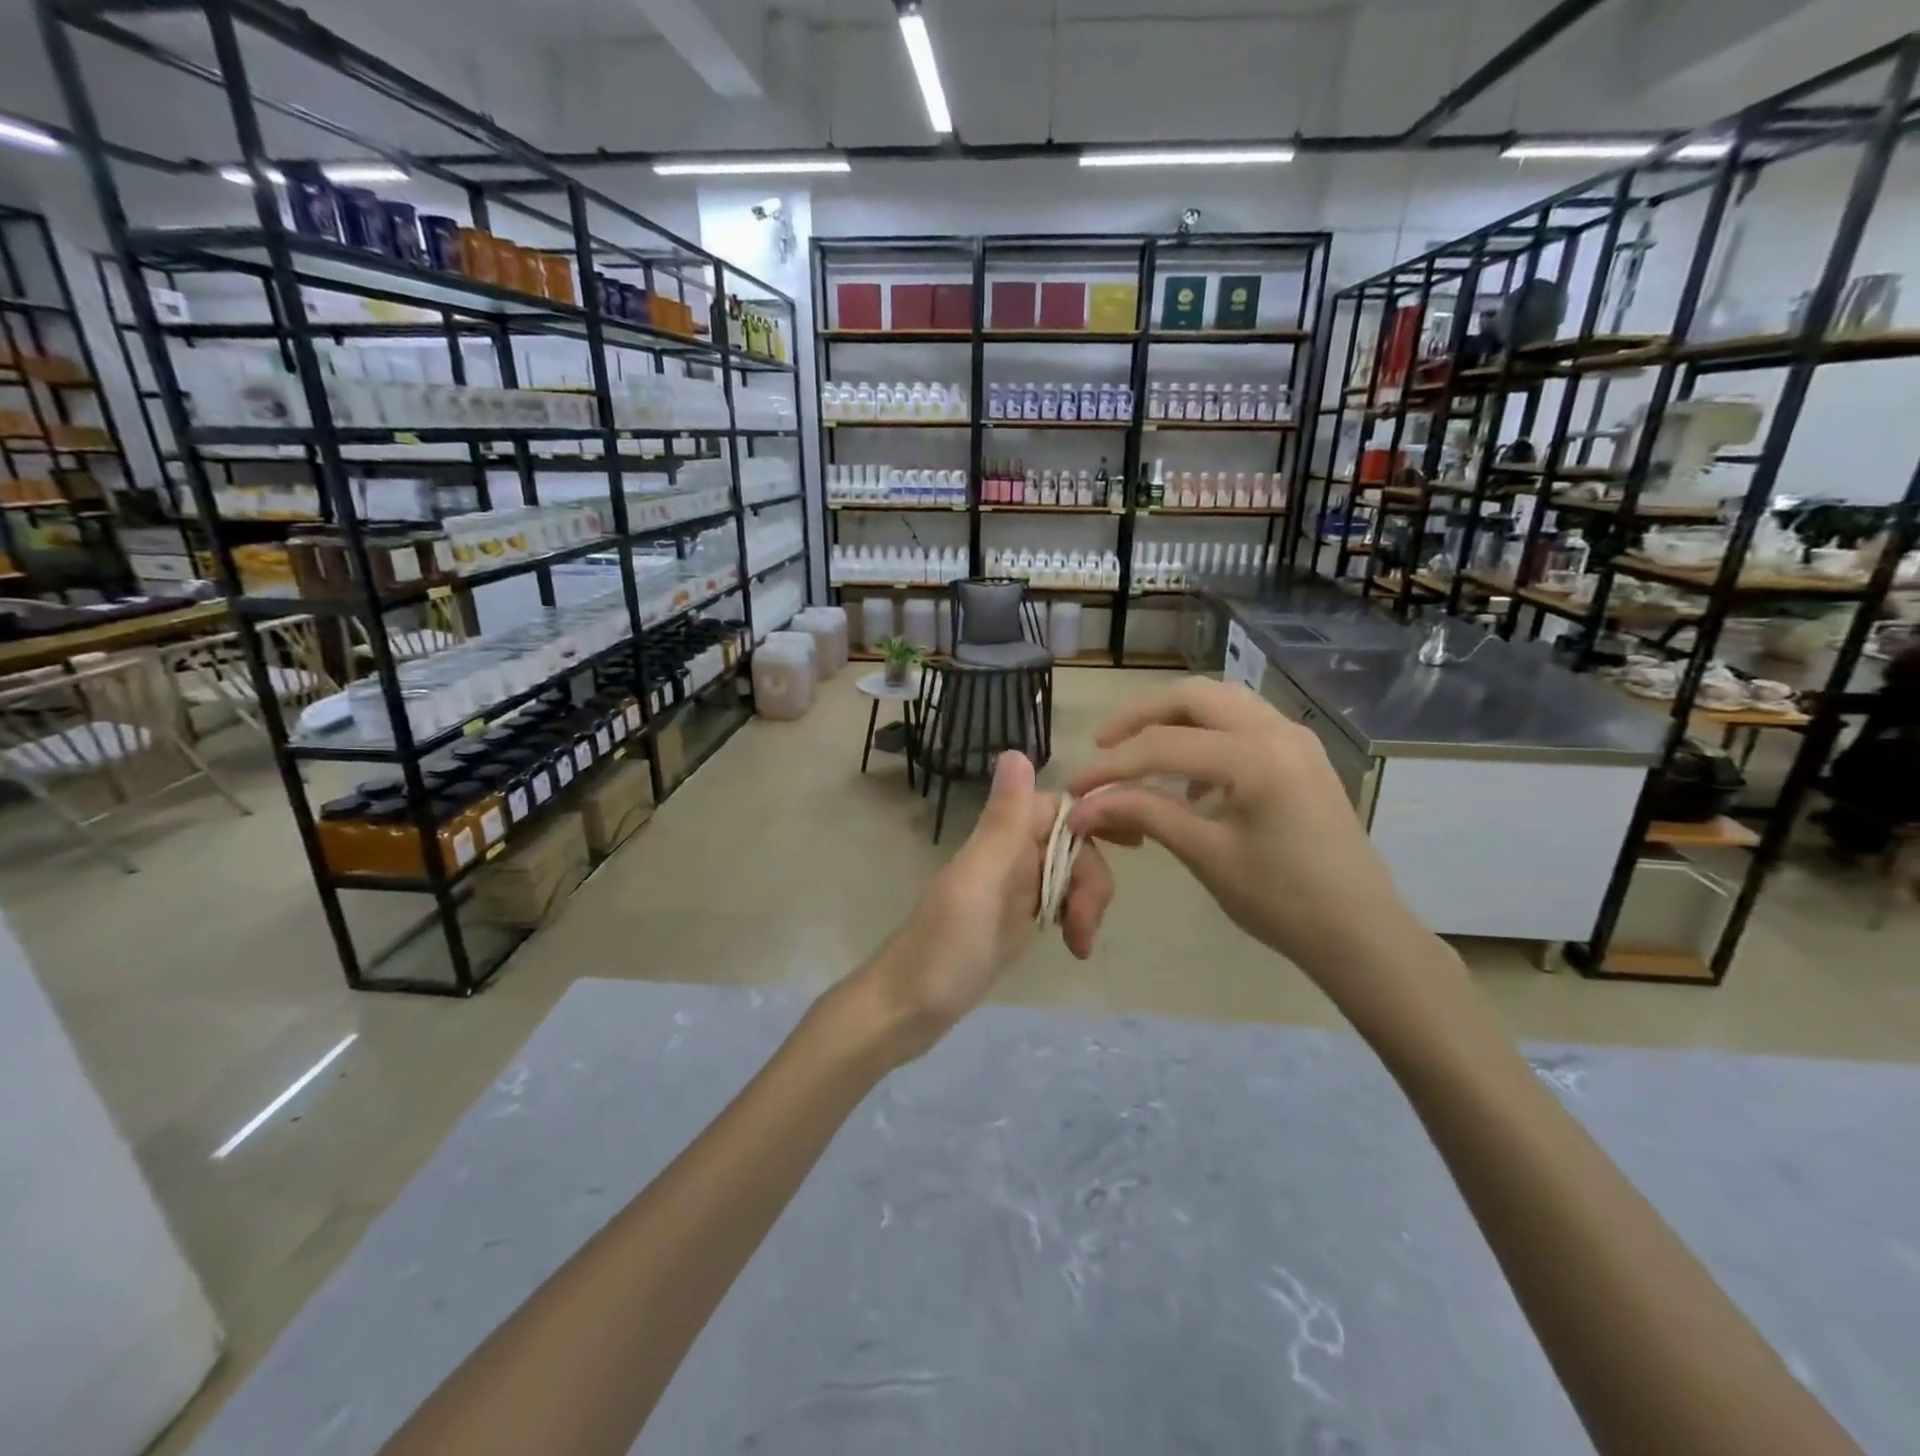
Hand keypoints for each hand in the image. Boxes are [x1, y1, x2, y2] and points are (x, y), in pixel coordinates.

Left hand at [856, 751, 1114, 1063]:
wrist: (906, 1011)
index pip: (1058, 807)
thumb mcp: (979, 882)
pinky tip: (1074, 946)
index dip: (1093, 819)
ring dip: (1086, 902)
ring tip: (1079, 944)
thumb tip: (1015, 749)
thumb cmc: (942, 948)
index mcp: (998, 840)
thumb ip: (1002, 821)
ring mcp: (1011, 890)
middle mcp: (1006, 857)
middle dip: (1091, 877)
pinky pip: (1058, 903)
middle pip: (1070, 844)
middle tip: (1086, 924)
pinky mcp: (1015, 922)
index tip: (1130, 845)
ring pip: (1068, 874)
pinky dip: (1075, 919)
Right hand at [1067, 677, 1453, 1020]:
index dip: (1112, 766)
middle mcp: (1277, 731)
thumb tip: (1084, 805)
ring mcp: (1295, 738)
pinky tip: (1191, 779)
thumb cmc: (1283, 901)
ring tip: (1139, 753)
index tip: (1076, 787)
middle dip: (1141, 716)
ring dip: (1174, 719)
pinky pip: (1243, 723)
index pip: (1163, 746)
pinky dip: (1206, 734)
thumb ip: (1144, 815)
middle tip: (1104, 746)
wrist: (1362, 933)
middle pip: (1193, 697)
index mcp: (1256, 757)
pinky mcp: (1301, 754)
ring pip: (1221, 702)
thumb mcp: (1206, 855)